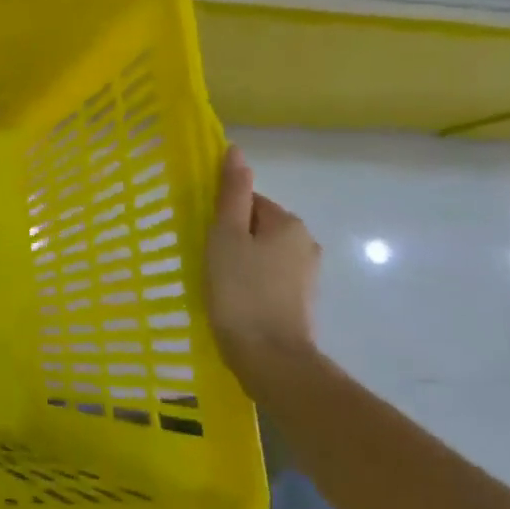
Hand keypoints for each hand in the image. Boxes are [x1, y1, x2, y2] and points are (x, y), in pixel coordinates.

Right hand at [206, 145, 321, 390]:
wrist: (270, 357)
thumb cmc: (240, 291)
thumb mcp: (226, 236)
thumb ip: (232, 193)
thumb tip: (236, 150)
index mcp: (288, 222)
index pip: (249, 201)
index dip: (221, 216)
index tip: (203, 237)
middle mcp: (305, 242)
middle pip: (257, 226)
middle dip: (232, 238)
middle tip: (206, 260)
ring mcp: (307, 274)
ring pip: (263, 253)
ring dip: (241, 261)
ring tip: (217, 283)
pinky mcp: (301, 301)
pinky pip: (269, 277)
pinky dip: (251, 282)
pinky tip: (235, 300)